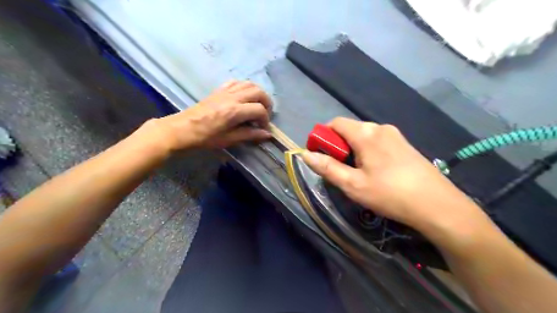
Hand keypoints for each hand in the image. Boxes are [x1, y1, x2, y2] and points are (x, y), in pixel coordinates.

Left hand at [156, 80, 271, 149]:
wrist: (182, 129)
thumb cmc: (205, 137)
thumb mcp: (229, 139)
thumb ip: (249, 135)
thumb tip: (267, 134)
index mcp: (235, 111)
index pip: (259, 110)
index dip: (265, 119)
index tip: (263, 128)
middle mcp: (232, 97)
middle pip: (258, 92)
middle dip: (267, 103)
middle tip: (265, 115)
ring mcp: (225, 91)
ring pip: (249, 84)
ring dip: (258, 93)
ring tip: (258, 105)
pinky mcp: (219, 90)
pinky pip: (236, 82)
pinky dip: (245, 87)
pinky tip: (244, 97)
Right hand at [303, 117, 480, 232]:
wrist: (437, 205)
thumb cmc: (390, 194)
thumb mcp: (353, 184)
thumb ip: (327, 167)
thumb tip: (305, 154)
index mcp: (365, 133)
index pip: (335, 123)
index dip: (323, 136)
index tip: (320, 155)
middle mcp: (380, 127)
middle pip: (349, 129)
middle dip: (338, 146)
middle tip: (339, 169)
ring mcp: (395, 135)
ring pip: (363, 136)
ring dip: (352, 149)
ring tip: (357, 173)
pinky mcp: (404, 144)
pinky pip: (377, 141)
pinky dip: (367, 151)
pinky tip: (375, 171)